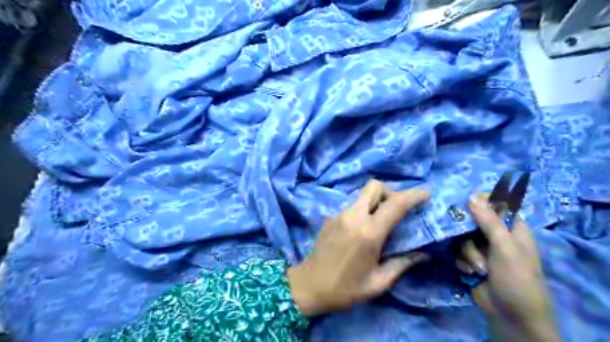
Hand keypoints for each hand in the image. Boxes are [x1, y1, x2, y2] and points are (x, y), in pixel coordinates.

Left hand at [289, 180, 430, 315]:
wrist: (308, 285)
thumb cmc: (345, 289)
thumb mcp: (378, 282)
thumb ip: (402, 264)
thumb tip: (424, 254)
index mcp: (369, 233)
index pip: (395, 204)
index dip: (413, 195)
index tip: (426, 194)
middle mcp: (354, 217)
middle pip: (375, 186)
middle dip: (391, 191)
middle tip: (398, 208)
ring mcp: (340, 214)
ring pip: (363, 194)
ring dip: (377, 200)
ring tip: (382, 220)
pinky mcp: (331, 217)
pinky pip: (353, 205)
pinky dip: (364, 209)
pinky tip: (363, 229)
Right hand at [458, 192, 561, 341]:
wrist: (510, 316)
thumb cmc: (516, 280)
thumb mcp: (505, 248)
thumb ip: (489, 221)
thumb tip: (472, 194)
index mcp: (512, 229)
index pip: (495, 206)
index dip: (480, 202)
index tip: (463, 203)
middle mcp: (496, 236)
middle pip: (473, 221)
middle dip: (468, 233)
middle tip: (462, 235)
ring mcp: (482, 249)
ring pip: (463, 238)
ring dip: (468, 254)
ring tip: (478, 268)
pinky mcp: (471, 260)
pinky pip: (458, 251)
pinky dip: (463, 262)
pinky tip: (470, 272)